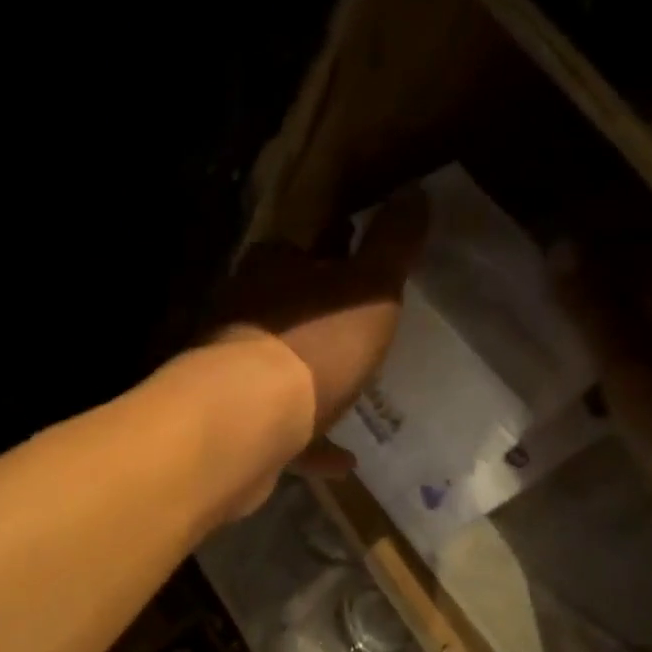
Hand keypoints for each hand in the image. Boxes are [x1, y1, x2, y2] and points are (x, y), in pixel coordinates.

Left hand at [214, 189, 427, 473]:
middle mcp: (246, 314)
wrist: (247, 421)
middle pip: (288, 308)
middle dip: (322, 315)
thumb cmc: (314, 344)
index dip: (335, 250)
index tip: (363, 262)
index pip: (303, 247)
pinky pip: (284, 429)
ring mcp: (235, 371)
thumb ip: (393, 244)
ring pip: (281, 368)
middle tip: (364, 330)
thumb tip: (415, 192)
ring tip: (354, 391)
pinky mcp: (238, 422)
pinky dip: (311, 441)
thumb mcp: (370, 289)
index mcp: (273, 272)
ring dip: (314, 378)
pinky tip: (342, 459)